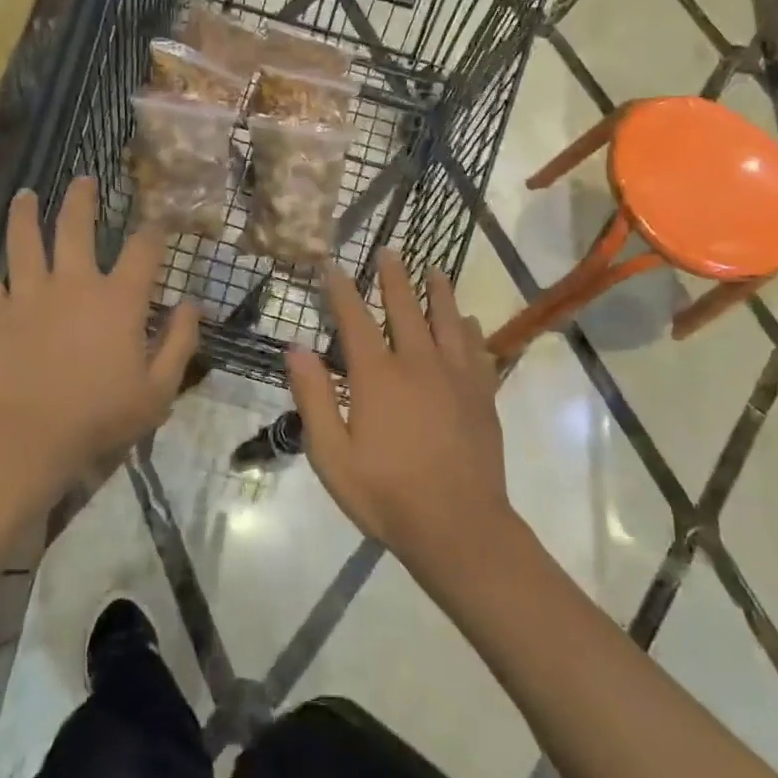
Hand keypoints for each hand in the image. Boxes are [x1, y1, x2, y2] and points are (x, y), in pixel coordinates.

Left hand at [0, 178, 199, 506]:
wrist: (28, 441)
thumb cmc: (99, 418)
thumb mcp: (158, 390)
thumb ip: (180, 343)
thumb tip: (192, 304)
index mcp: (118, 299)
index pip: (143, 250)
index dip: (154, 231)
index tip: (158, 222)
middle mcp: (74, 283)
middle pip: (76, 227)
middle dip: (83, 199)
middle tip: (85, 180)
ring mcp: (29, 294)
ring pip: (25, 239)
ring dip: (26, 213)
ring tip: (27, 194)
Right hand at [287, 249, 519, 578]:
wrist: (458, 527)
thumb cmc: (387, 494)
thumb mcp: (332, 455)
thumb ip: (314, 398)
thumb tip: (296, 349)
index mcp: (378, 376)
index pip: (355, 319)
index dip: (342, 290)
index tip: (334, 265)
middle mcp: (418, 363)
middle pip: (405, 307)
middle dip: (393, 277)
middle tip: (389, 251)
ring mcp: (455, 376)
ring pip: (447, 319)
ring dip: (438, 291)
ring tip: (434, 269)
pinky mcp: (482, 394)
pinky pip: (477, 349)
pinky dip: (470, 329)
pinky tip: (468, 320)